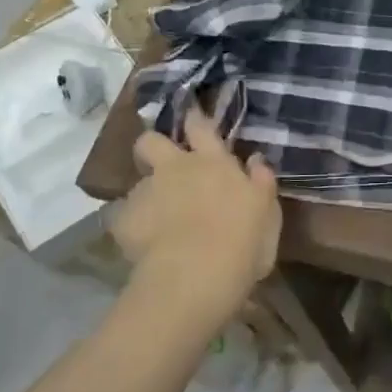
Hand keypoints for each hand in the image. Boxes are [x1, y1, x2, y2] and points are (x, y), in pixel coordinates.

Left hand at [112, 107, 280, 328]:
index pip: (201, 127)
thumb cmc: (244, 242)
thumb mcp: (268, 213)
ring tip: (157, 220)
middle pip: (151, 141)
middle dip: (153, 147)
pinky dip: (132, 227)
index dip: (194, 119)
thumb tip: (256, 159)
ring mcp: (146, 193)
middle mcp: (176, 168)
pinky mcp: (123, 221)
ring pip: (138, 183)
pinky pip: (123, 218)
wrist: (196, 275)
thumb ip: (261, 182)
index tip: (192, 115)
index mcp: (214, 163)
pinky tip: (142, 244)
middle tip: (163, 166)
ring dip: (147, 195)